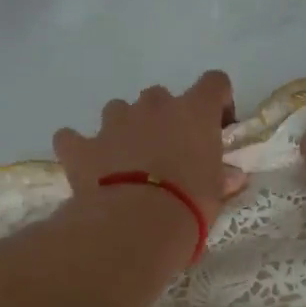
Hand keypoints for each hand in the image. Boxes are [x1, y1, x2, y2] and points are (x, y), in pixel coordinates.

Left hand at [53, 71, 247, 259]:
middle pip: (160, 97)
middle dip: (164, 119)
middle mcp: (154, 106)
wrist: (136, 224)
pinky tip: (86, 167)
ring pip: (118, 110)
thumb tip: (232, 177)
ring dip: (124, 129)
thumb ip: (222, 178)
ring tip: (127, 162)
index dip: (216, 101)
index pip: (214, 82)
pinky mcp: (82, 145)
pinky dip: (79, 148)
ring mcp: (114, 122)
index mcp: (194, 112)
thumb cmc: (189, 206)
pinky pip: (73, 138)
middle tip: (168, 153)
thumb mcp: (216, 195)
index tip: (217, 127)